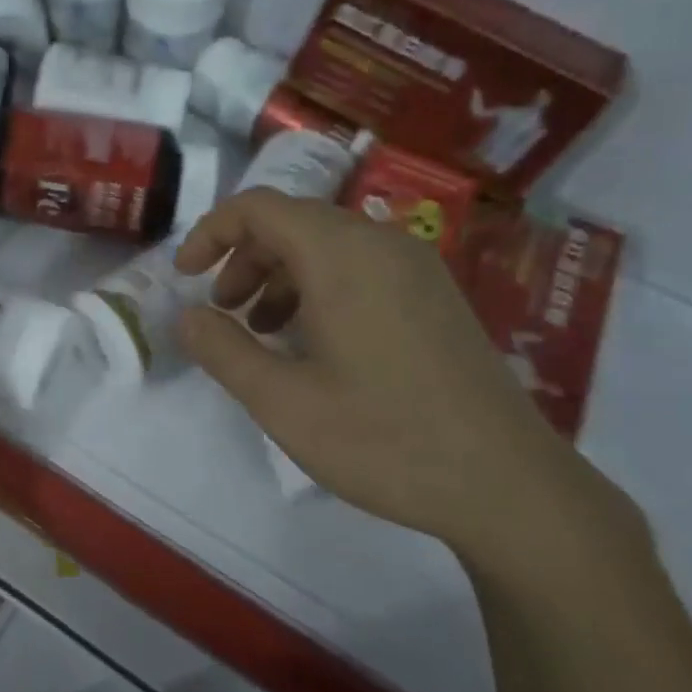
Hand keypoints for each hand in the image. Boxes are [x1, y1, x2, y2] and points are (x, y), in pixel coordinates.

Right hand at [174, 189, 617, 556]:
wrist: (506, 484)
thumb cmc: (382, 438)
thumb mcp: (281, 401)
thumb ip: (223, 350)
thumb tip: (187, 316)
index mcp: (341, 256)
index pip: (260, 208)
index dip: (211, 233)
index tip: (185, 277)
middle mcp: (382, 245)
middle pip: (294, 222)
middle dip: (244, 259)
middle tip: (222, 312)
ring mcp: (417, 270)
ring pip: (328, 246)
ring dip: (280, 276)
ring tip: (262, 332)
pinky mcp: (435, 298)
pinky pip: (361, 269)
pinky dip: (319, 289)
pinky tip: (313, 345)